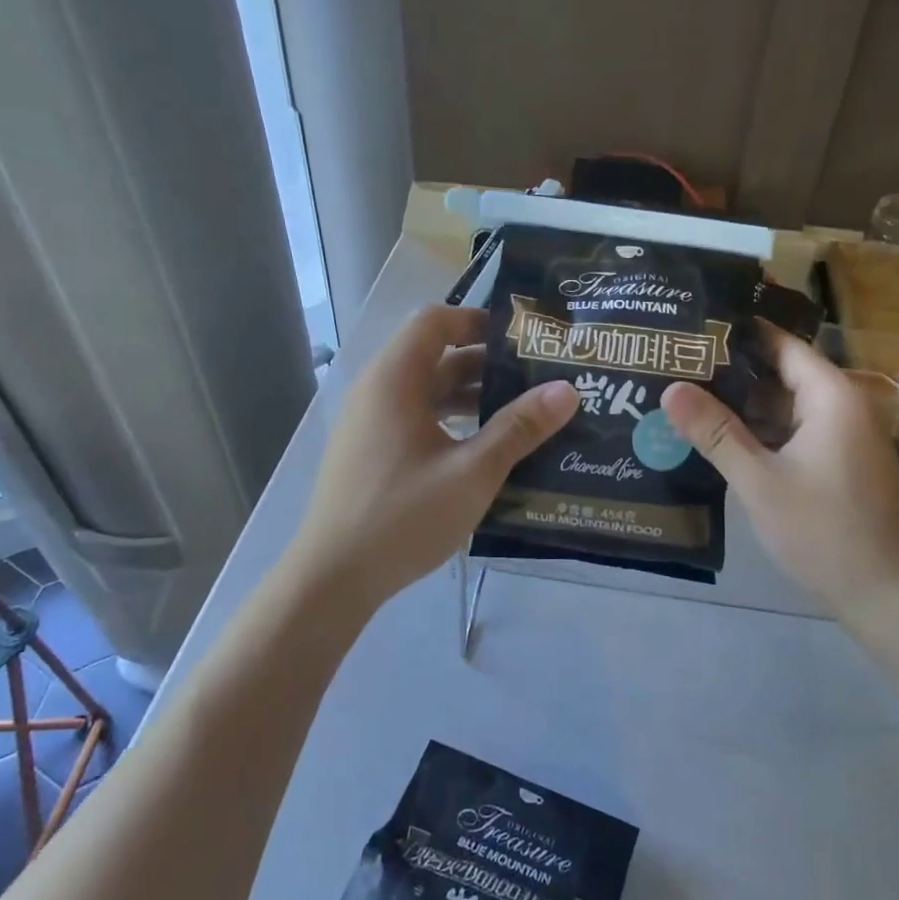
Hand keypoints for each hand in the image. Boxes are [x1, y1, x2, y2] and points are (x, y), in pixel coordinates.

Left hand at [287, 305, 578, 605]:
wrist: (331, 579)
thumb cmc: (402, 517)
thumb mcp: (472, 472)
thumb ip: (519, 428)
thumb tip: (567, 389)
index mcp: (394, 380)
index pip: (435, 320)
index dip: (478, 321)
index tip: (523, 341)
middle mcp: (377, 391)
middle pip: (435, 355)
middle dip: (487, 363)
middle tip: (537, 378)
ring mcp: (370, 423)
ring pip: (427, 390)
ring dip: (472, 396)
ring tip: (522, 413)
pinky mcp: (371, 451)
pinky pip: (416, 417)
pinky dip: (451, 420)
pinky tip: (485, 448)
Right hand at [660, 325, 898, 644]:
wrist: (884, 595)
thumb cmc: (823, 531)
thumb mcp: (759, 480)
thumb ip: (714, 432)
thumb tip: (669, 388)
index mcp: (832, 397)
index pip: (782, 344)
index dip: (739, 333)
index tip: (694, 325)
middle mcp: (843, 407)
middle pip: (782, 374)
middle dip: (733, 372)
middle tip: (678, 364)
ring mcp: (844, 437)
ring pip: (786, 406)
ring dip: (744, 406)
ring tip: (687, 396)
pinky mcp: (839, 463)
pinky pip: (795, 432)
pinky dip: (762, 432)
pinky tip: (720, 438)